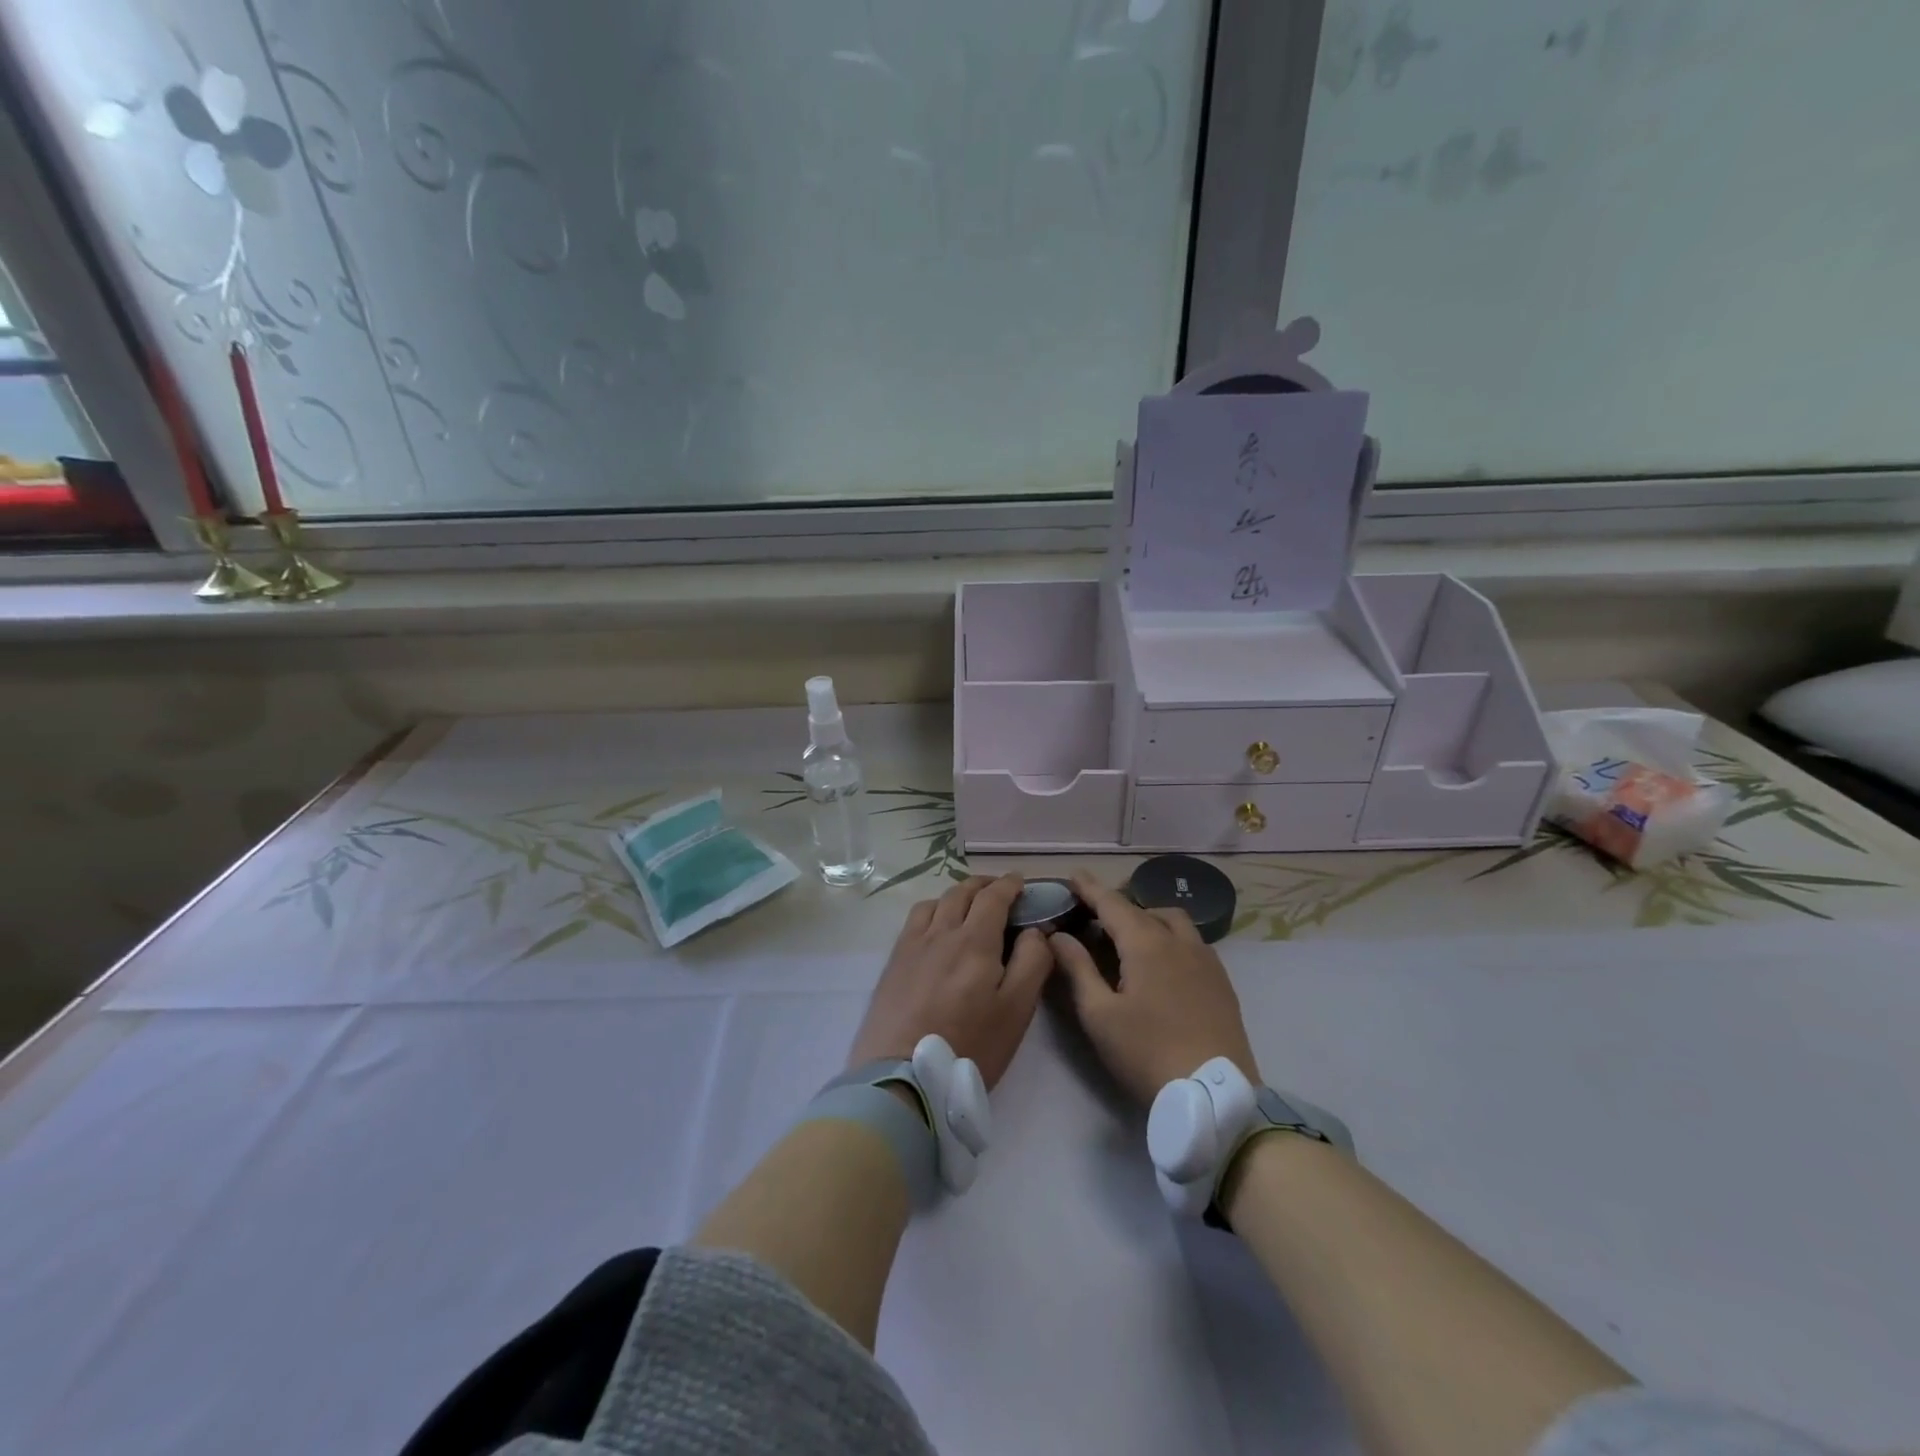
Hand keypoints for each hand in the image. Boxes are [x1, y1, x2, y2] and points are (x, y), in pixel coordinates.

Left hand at [848, 874, 1050, 1089]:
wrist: (903, 1076)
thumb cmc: (969, 1046)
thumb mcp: (1016, 1010)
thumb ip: (1031, 963)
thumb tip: (1035, 930)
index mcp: (974, 940)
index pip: (993, 896)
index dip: (1009, 885)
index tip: (1021, 882)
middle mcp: (941, 932)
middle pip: (962, 892)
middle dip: (984, 885)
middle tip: (1000, 890)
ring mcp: (913, 945)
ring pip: (936, 902)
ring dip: (957, 895)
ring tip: (969, 906)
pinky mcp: (894, 961)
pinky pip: (915, 920)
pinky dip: (933, 910)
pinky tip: (936, 926)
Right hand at [1049, 873, 1259, 1105]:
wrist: (1214, 1095)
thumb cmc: (1147, 1053)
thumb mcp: (1099, 1014)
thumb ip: (1077, 968)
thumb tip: (1058, 936)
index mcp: (1146, 943)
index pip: (1112, 903)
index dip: (1090, 888)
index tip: (1074, 875)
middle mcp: (1179, 941)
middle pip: (1144, 910)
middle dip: (1118, 907)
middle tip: (1094, 918)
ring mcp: (1206, 960)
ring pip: (1174, 922)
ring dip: (1148, 919)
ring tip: (1130, 939)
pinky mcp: (1221, 982)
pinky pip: (1192, 942)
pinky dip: (1170, 938)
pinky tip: (1162, 964)